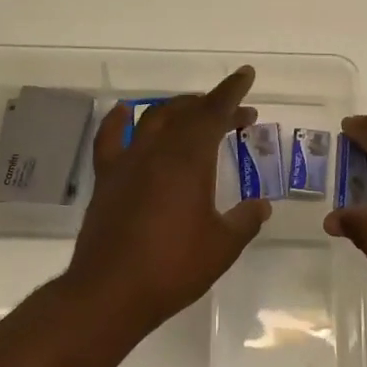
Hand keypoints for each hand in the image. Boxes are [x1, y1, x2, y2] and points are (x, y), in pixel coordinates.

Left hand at [64, 66, 270, 328]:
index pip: (214, 112)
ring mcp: (127, 162)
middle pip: (186, 112)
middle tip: (238, 115)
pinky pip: (110, 138)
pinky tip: (124, 113)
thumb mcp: (222, 246)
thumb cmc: (173, 268)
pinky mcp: (106, 179)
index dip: (232, 92)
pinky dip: (119, 120)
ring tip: (194, 113)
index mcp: (189, 160)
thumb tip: (260, 206)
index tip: (246, 75)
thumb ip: (245, 221)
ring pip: (153, 118)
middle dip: (213, 106)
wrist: (111, 292)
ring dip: (177, 109)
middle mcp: (157, 151)